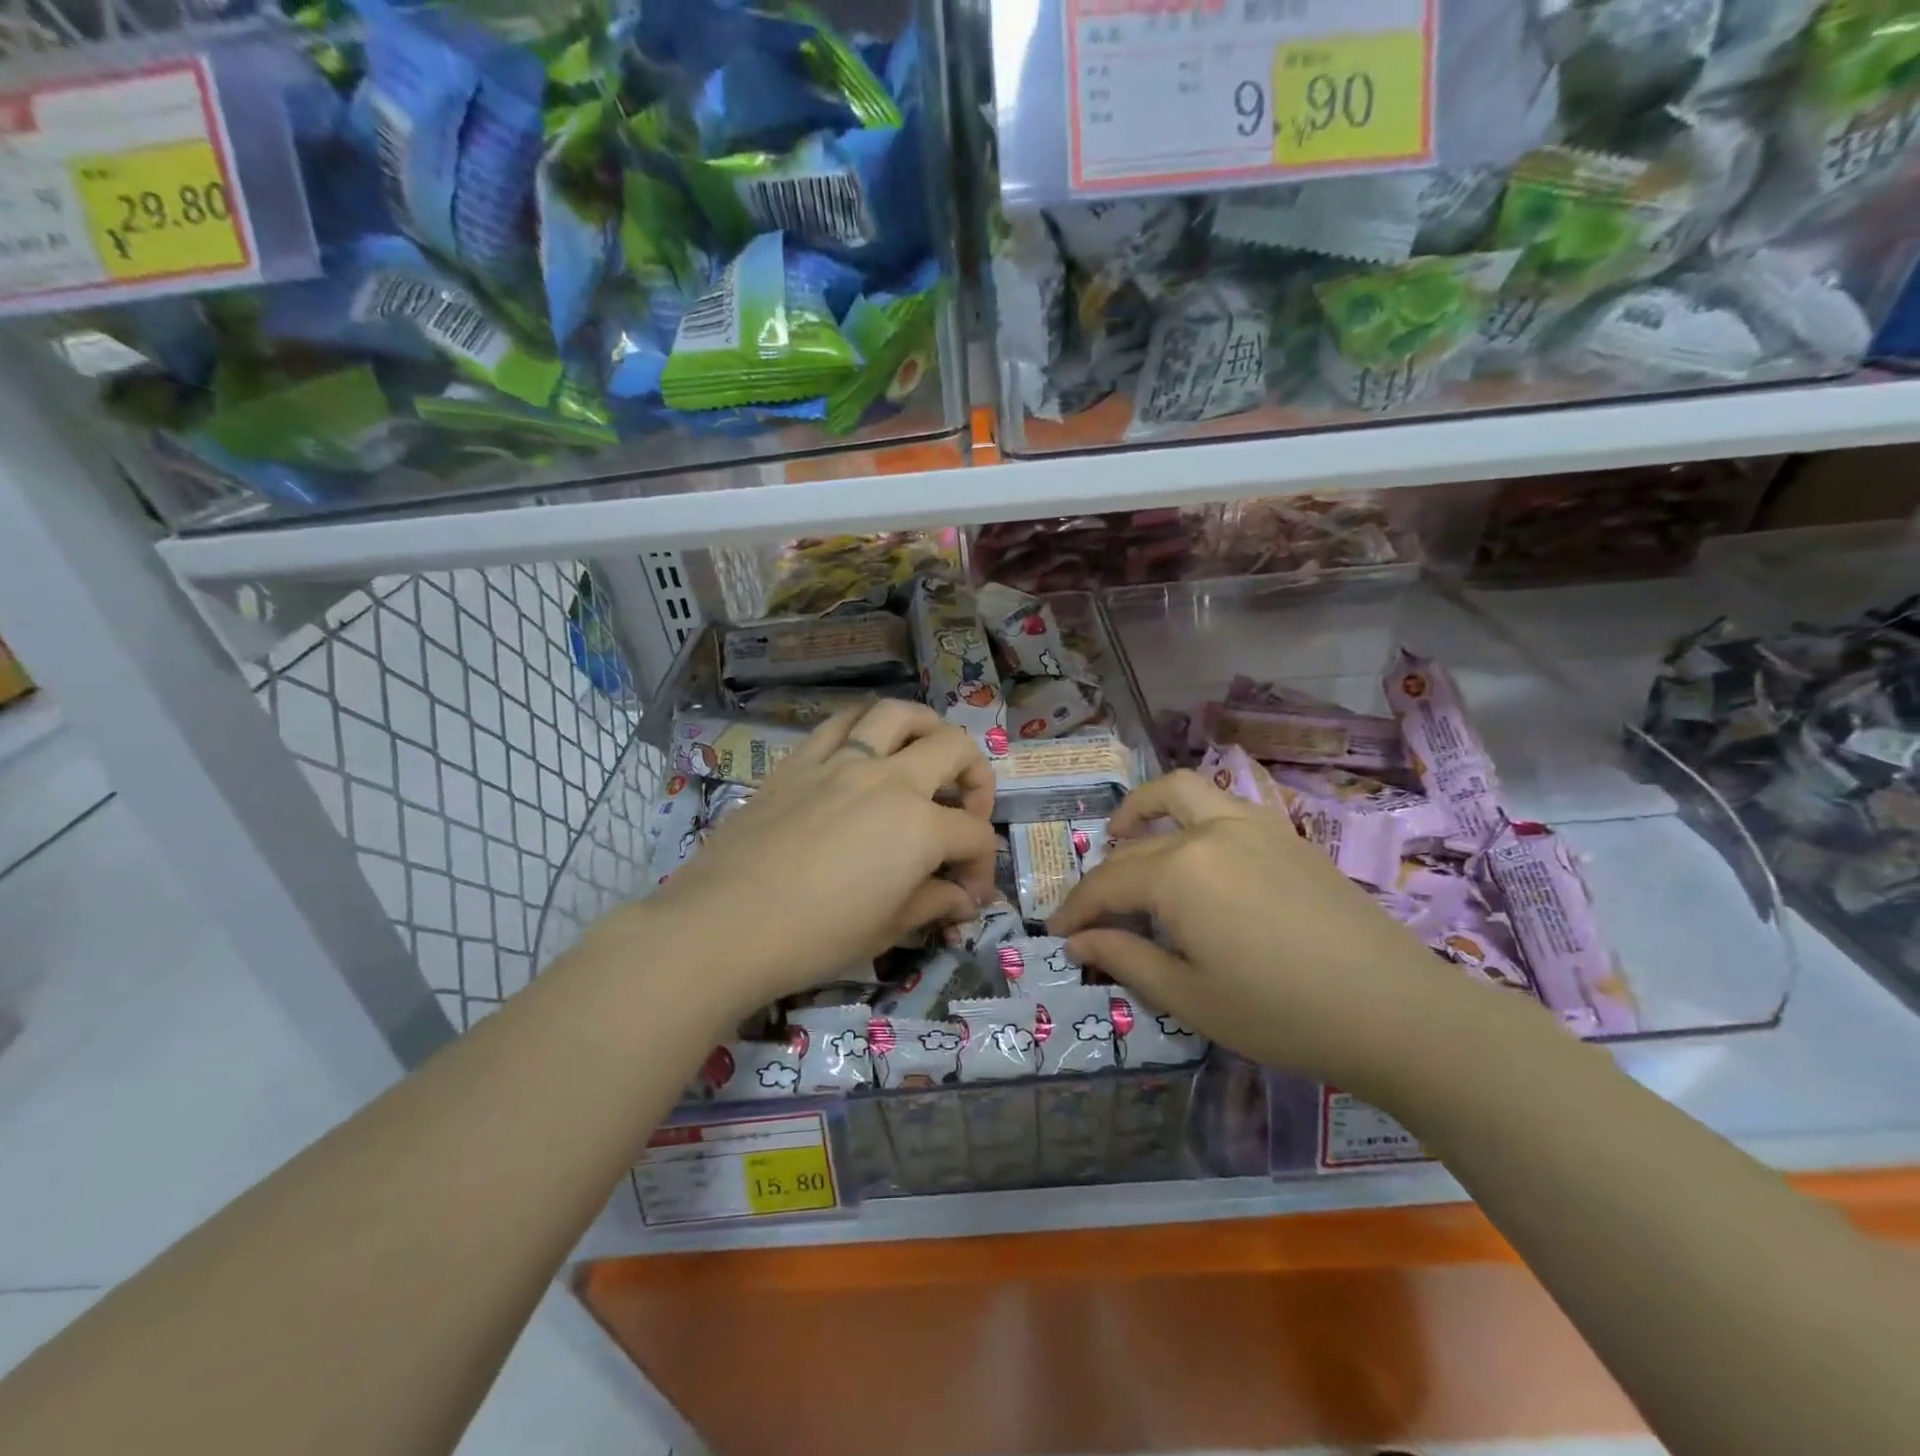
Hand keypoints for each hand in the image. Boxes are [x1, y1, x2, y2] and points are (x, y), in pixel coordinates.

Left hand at [641, 699, 997, 1020]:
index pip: (973, 834)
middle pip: (954, 749)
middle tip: (965, 811)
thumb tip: (961, 900)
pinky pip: (841, 722)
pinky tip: (865, 749)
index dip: (982, 865)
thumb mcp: (886, 930)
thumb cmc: (813, 938)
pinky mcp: (799, 761)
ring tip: (925, 754)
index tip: (968, 894)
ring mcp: (841, 762)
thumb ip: (932, 904)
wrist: (722, 926)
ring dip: (926, 728)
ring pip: (898, 714)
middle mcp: (888, 779)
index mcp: (919, 826)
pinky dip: (865, 726)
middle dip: (976, 777)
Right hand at [1049, 769, 1505, 1096]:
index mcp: (1178, 872)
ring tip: (1125, 835)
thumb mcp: (1190, 997)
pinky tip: (1193, 853)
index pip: (1107, 883)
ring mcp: (1251, 824)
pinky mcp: (1284, 832)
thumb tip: (1079, 941)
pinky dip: (1188, 814)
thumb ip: (1125, 959)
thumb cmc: (1281, 1013)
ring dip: (1143, 809)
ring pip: (1180, 793)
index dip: (1076, 910)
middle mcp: (1208, 831)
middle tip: (1091, 911)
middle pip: (1136, 845)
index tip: (1056, 933)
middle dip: (1103, 876)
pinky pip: (1220, 804)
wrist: (1395, 1010)